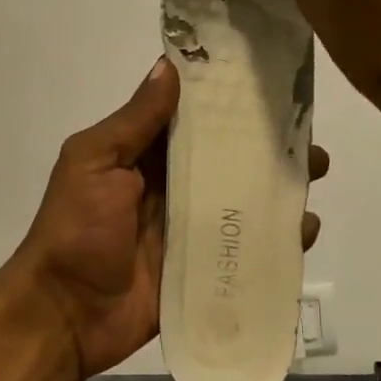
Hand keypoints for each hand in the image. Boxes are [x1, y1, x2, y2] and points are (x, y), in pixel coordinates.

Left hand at [9, 59, 329, 380]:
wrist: (64, 315)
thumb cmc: (75, 228)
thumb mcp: (94, 162)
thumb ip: (134, 121)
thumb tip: (169, 65)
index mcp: (144, 154)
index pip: (192, 117)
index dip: (226, 99)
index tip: (267, 78)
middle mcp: (172, 184)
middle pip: (226, 155)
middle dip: (264, 142)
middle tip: (306, 131)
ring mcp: (191, 226)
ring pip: (242, 196)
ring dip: (277, 184)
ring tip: (315, 170)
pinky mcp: (205, 266)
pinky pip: (246, 246)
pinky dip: (276, 237)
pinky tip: (305, 228)